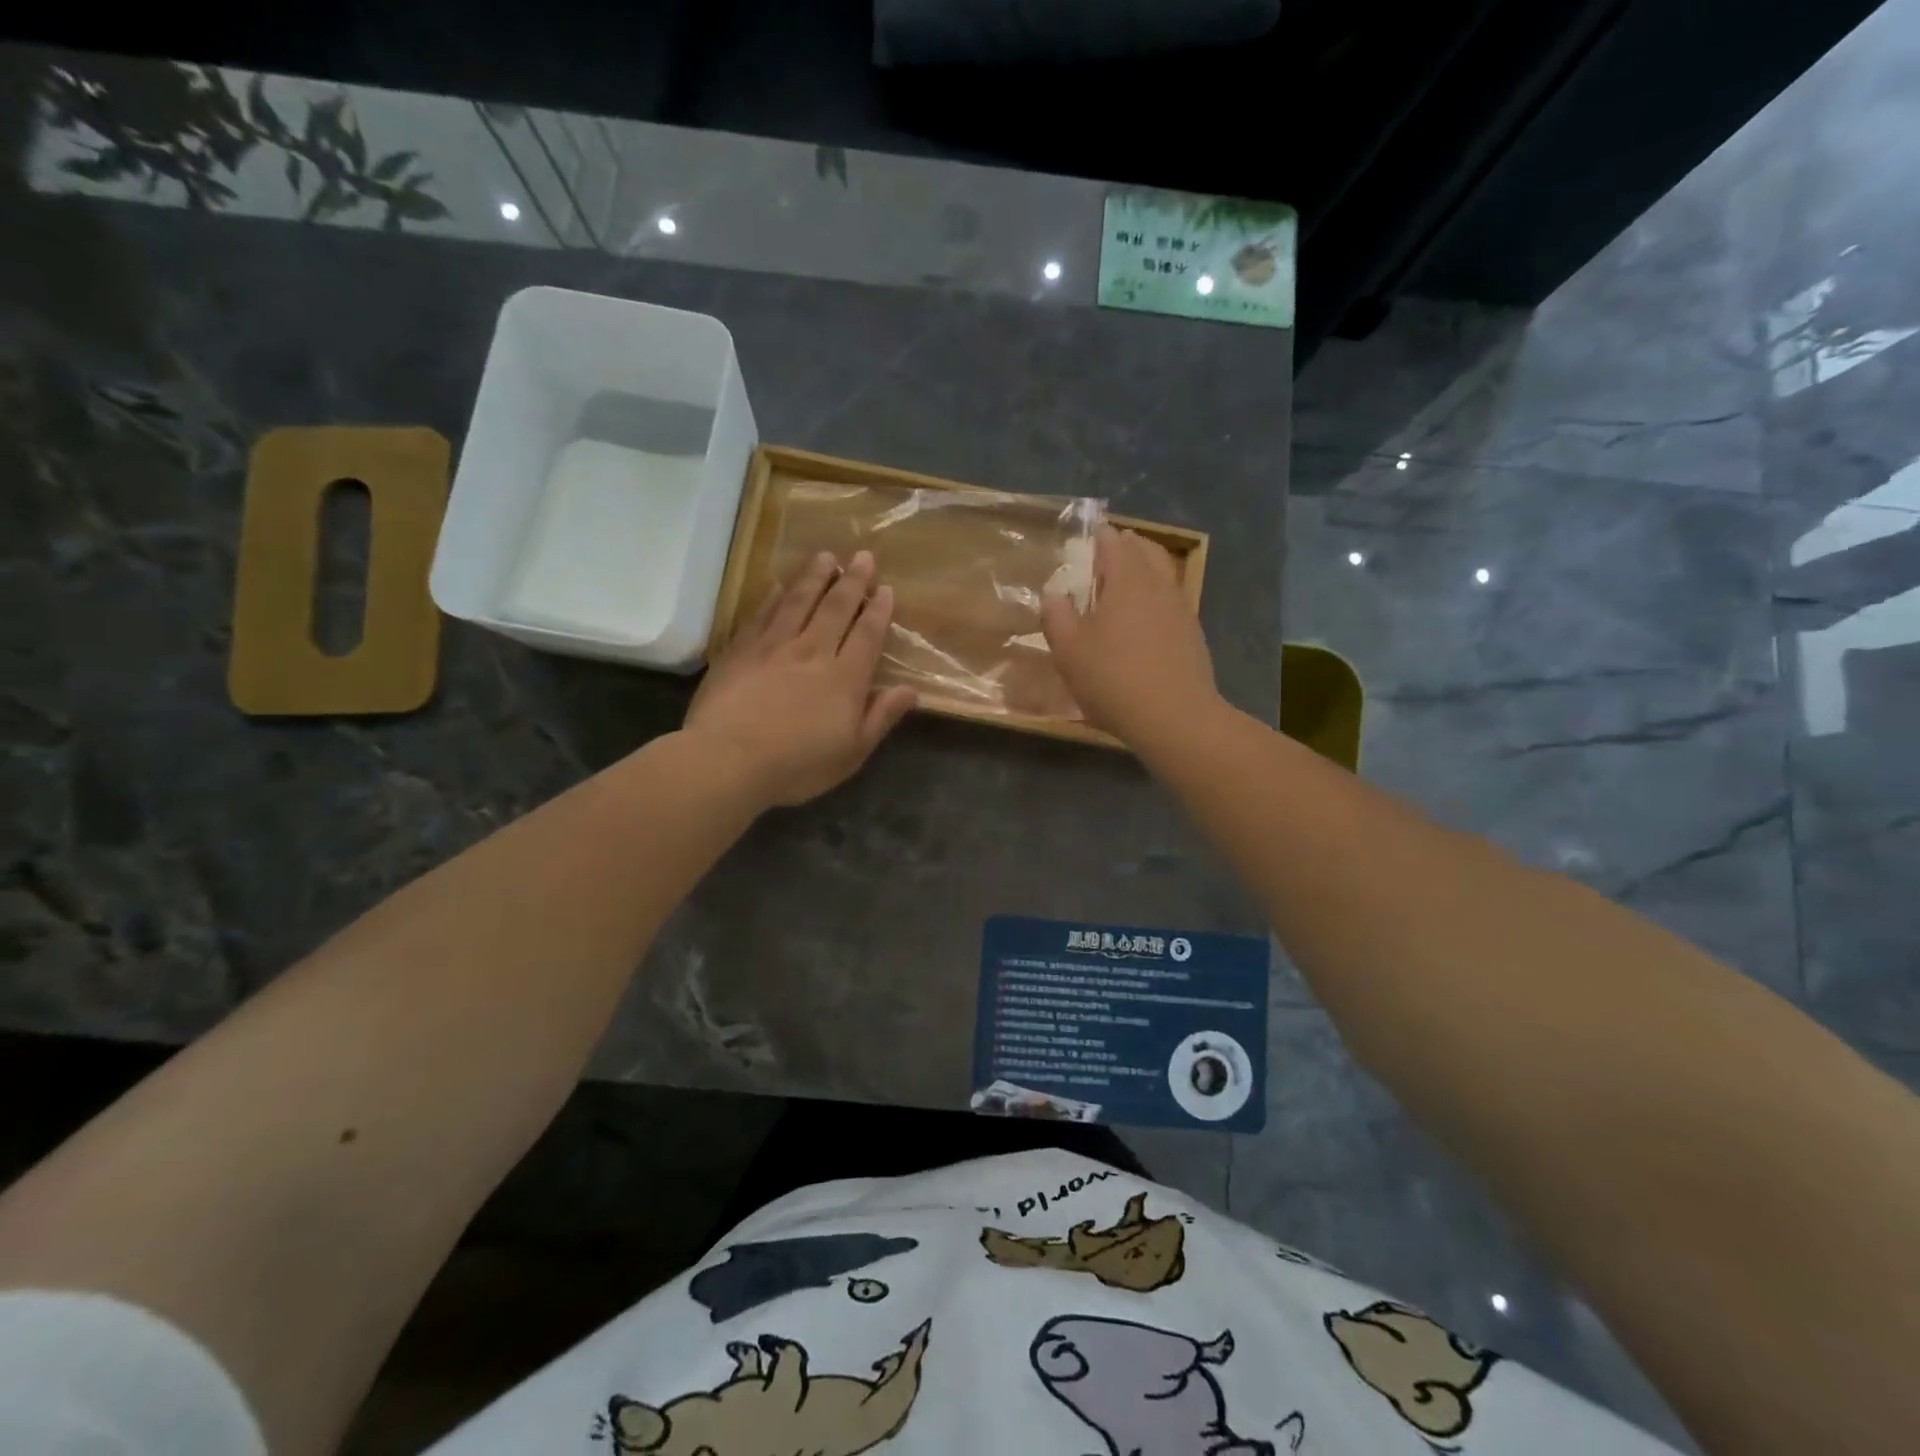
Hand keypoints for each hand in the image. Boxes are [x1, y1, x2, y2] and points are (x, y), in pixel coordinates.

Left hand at [687, 550, 916, 808]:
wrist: (728, 760)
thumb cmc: (797, 765)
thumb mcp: (851, 753)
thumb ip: (880, 717)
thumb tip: (911, 691)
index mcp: (844, 678)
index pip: (867, 635)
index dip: (878, 611)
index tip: (885, 589)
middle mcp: (812, 652)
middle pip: (836, 608)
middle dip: (852, 581)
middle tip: (862, 556)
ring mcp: (774, 647)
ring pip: (798, 602)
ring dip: (815, 577)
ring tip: (826, 557)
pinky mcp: (740, 650)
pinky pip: (761, 615)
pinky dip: (772, 597)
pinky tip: (778, 585)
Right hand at [1041, 524, 1219, 747]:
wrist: (1175, 718)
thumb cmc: (1114, 679)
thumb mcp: (1069, 651)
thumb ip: (1056, 616)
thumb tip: (1053, 593)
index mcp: (1127, 579)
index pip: (1113, 542)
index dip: (1098, 536)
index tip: (1086, 537)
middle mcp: (1159, 585)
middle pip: (1146, 551)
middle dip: (1126, 546)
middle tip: (1106, 554)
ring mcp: (1181, 609)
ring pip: (1163, 575)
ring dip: (1145, 570)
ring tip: (1124, 585)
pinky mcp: (1193, 635)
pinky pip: (1172, 601)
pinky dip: (1156, 598)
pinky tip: (1144, 621)